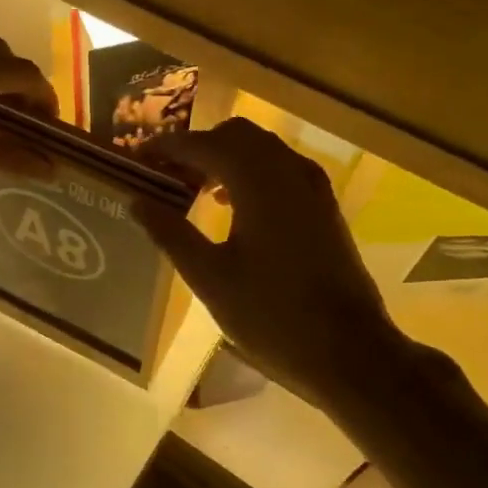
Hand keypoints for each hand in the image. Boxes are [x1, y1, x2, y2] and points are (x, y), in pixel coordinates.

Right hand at [136, 120, 429, 414]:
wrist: (351, 353)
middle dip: (199, 145)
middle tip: (166, 171)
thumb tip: (136, 200)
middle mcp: (288, 171)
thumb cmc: (272, 316)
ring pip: (263, 148)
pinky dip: (252, 171)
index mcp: (258, 182)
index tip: (138, 157)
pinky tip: (233, 206)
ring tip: (194, 187)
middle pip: (237, 134)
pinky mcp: (325, 207)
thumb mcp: (210, 277)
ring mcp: (313, 188)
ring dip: (226, 156)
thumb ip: (171, 233)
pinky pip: (282, 168)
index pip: (204, 144)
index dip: (167, 147)